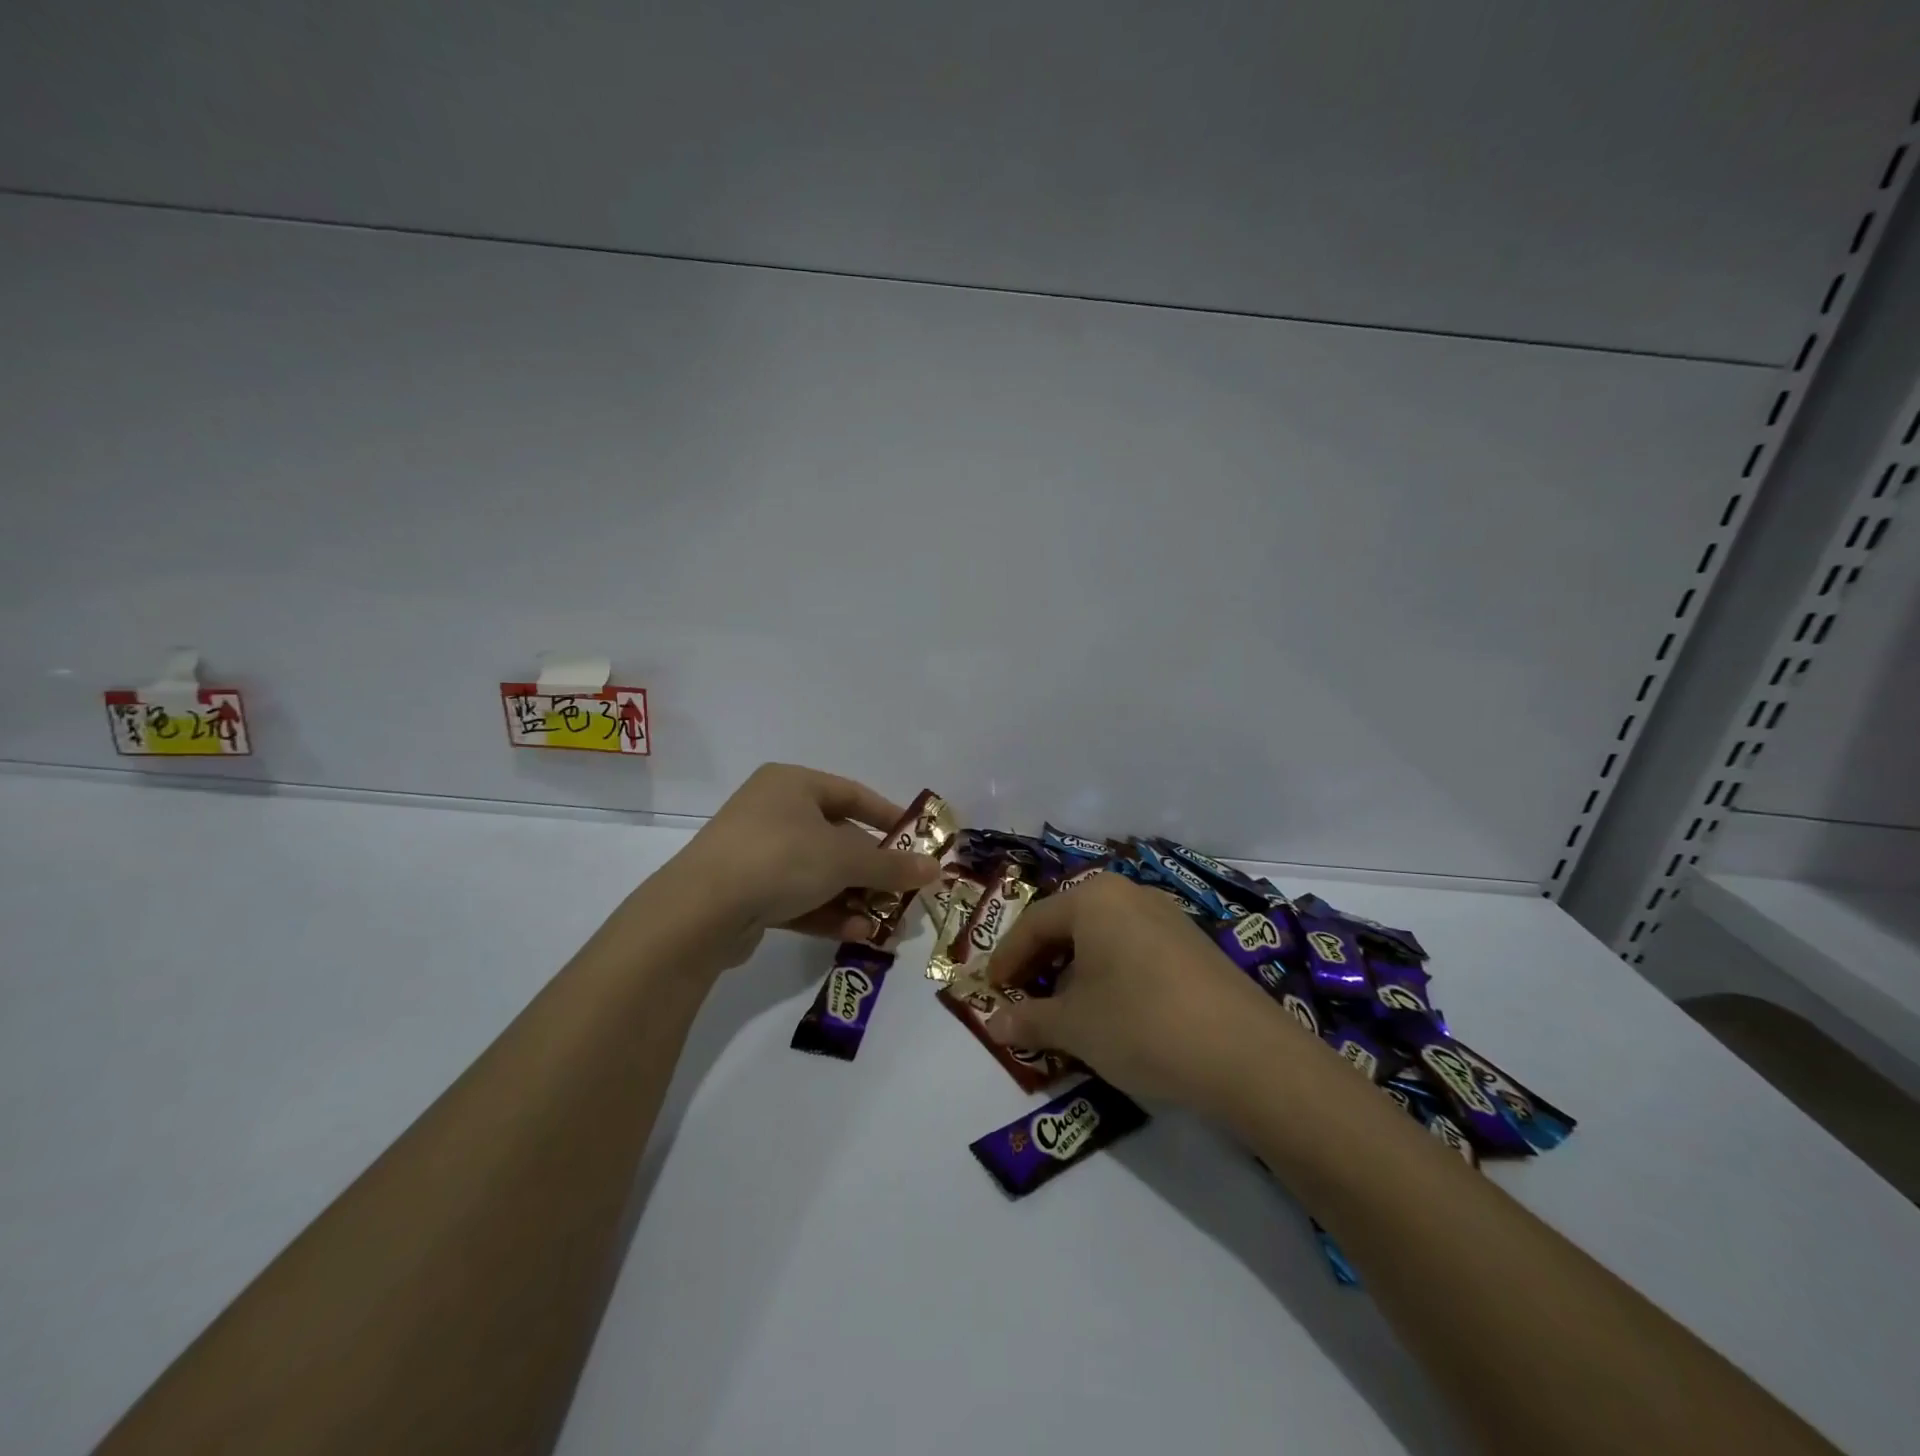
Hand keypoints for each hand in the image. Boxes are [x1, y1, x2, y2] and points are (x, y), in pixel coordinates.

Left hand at [663, 764, 940, 965]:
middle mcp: (772, 811)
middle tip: (903, 892)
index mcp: (792, 784)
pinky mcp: (745, 892)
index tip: (917, 842)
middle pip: (837, 837)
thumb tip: (934, 869)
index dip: (889, 817)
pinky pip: (796, 897)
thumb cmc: (780, 859)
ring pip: (817, 872)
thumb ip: (891, 865)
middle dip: (872, 869)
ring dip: (853, 897)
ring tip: (885, 922)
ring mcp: (755, 852)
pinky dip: (826, 912)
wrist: (700, 910)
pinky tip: (855, 934)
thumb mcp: (844, 859)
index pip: (852, 794)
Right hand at [984, 874, 1300, 1114]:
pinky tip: (1113, 1013)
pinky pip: (1135, 951)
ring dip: (1076, 972)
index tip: (990, 991)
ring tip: (1065, 1011)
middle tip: (1023, 998)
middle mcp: (1131, 895)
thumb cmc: (1141, 1023)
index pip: (1034, 923)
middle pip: (1069, 924)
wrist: (1246, 1054)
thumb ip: (1029, 1021)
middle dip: (1041, 964)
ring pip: (1104, 939)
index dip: (1007, 959)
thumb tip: (995, 1024)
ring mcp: (1168, 918)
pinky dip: (1111, 976)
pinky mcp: (1195, 946)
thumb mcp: (1074, 1026)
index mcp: (1094, 898)